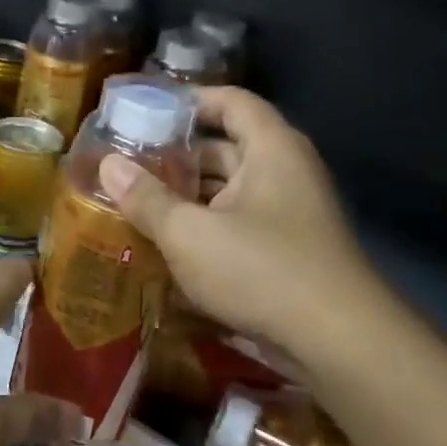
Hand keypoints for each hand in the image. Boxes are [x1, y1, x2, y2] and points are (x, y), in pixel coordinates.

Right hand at [99, 87, 390, 367]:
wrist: (338, 344)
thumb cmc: (261, 270)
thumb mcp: (189, 234)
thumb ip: (146, 198)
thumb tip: (108, 165)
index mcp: (271, 150)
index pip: (230, 101)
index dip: (188, 101)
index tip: (144, 112)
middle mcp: (285, 172)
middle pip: (226, 147)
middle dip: (176, 155)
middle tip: (128, 163)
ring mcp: (289, 213)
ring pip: (229, 189)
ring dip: (187, 194)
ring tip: (136, 201)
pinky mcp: (287, 249)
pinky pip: (238, 222)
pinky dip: (205, 224)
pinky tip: (168, 241)